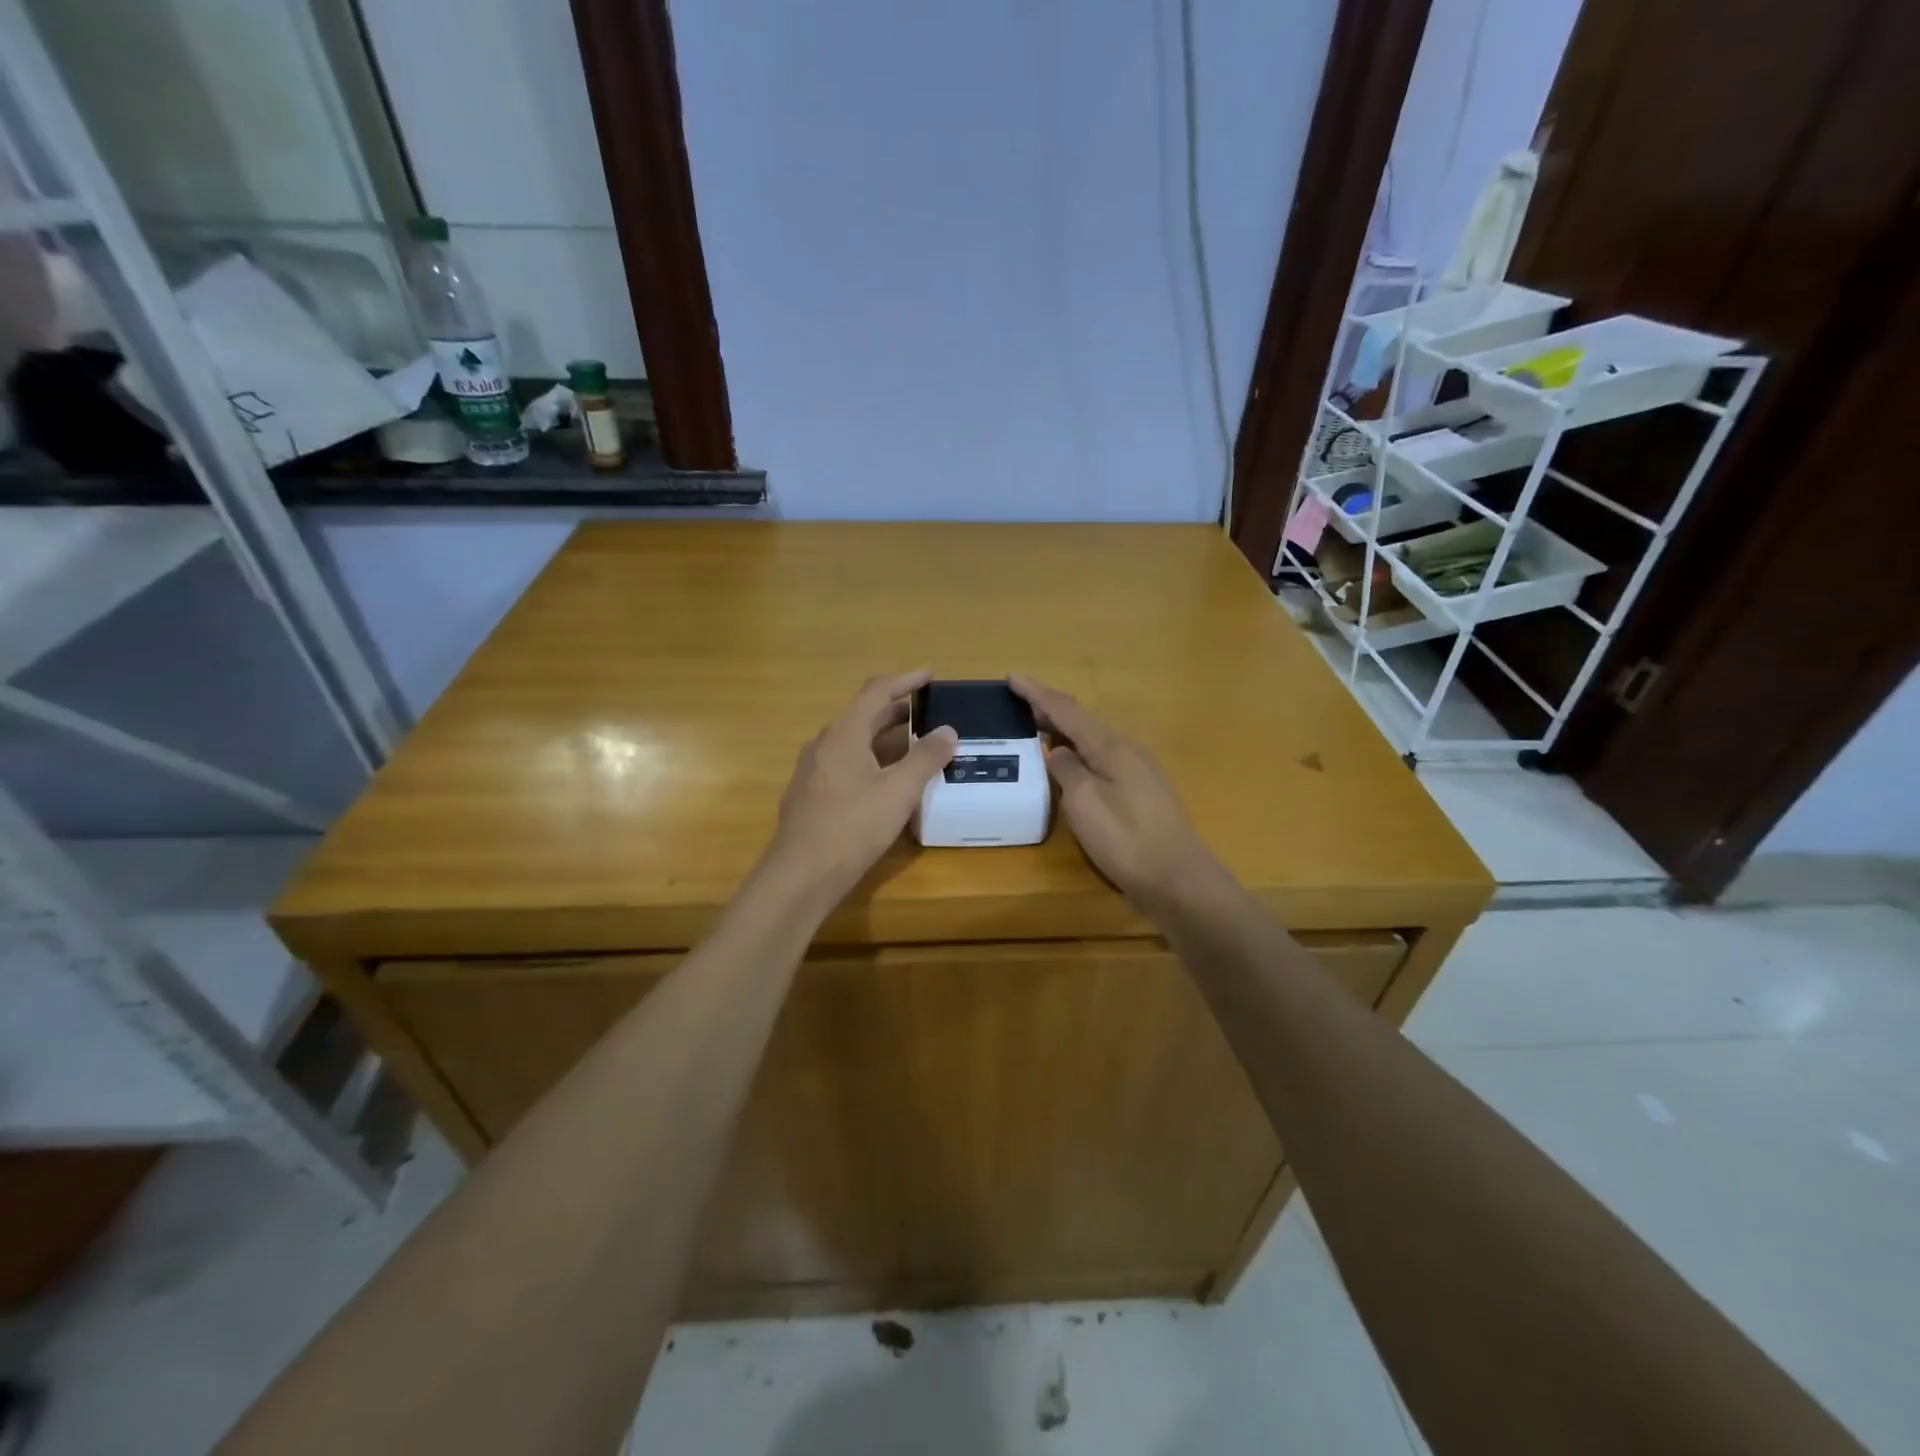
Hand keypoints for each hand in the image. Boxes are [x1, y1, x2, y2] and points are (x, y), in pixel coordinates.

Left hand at [765, 669, 957, 904]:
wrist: (801, 875)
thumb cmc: (852, 827)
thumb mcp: (899, 791)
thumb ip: (926, 758)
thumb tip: (948, 730)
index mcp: (843, 735)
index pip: (875, 692)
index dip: (904, 680)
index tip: (929, 675)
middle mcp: (823, 745)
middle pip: (862, 716)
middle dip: (896, 710)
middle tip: (927, 711)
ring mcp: (812, 771)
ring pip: (852, 742)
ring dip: (883, 738)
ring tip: (912, 745)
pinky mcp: (810, 795)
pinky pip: (844, 764)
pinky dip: (869, 760)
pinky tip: (884, 781)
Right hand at [1010, 674, 1219, 910]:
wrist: (1176, 879)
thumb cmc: (1125, 839)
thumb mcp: (1084, 802)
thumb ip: (1066, 770)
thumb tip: (1057, 751)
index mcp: (1111, 747)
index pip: (1067, 710)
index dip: (1038, 693)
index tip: (1012, 677)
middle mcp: (1126, 751)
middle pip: (1083, 721)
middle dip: (1050, 709)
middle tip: (1019, 702)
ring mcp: (1137, 772)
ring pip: (1093, 741)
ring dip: (1064, 731)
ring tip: (1038, 729)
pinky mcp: (1140, 793)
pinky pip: (1101, 760)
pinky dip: (1078, 753)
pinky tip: (1068, 765)